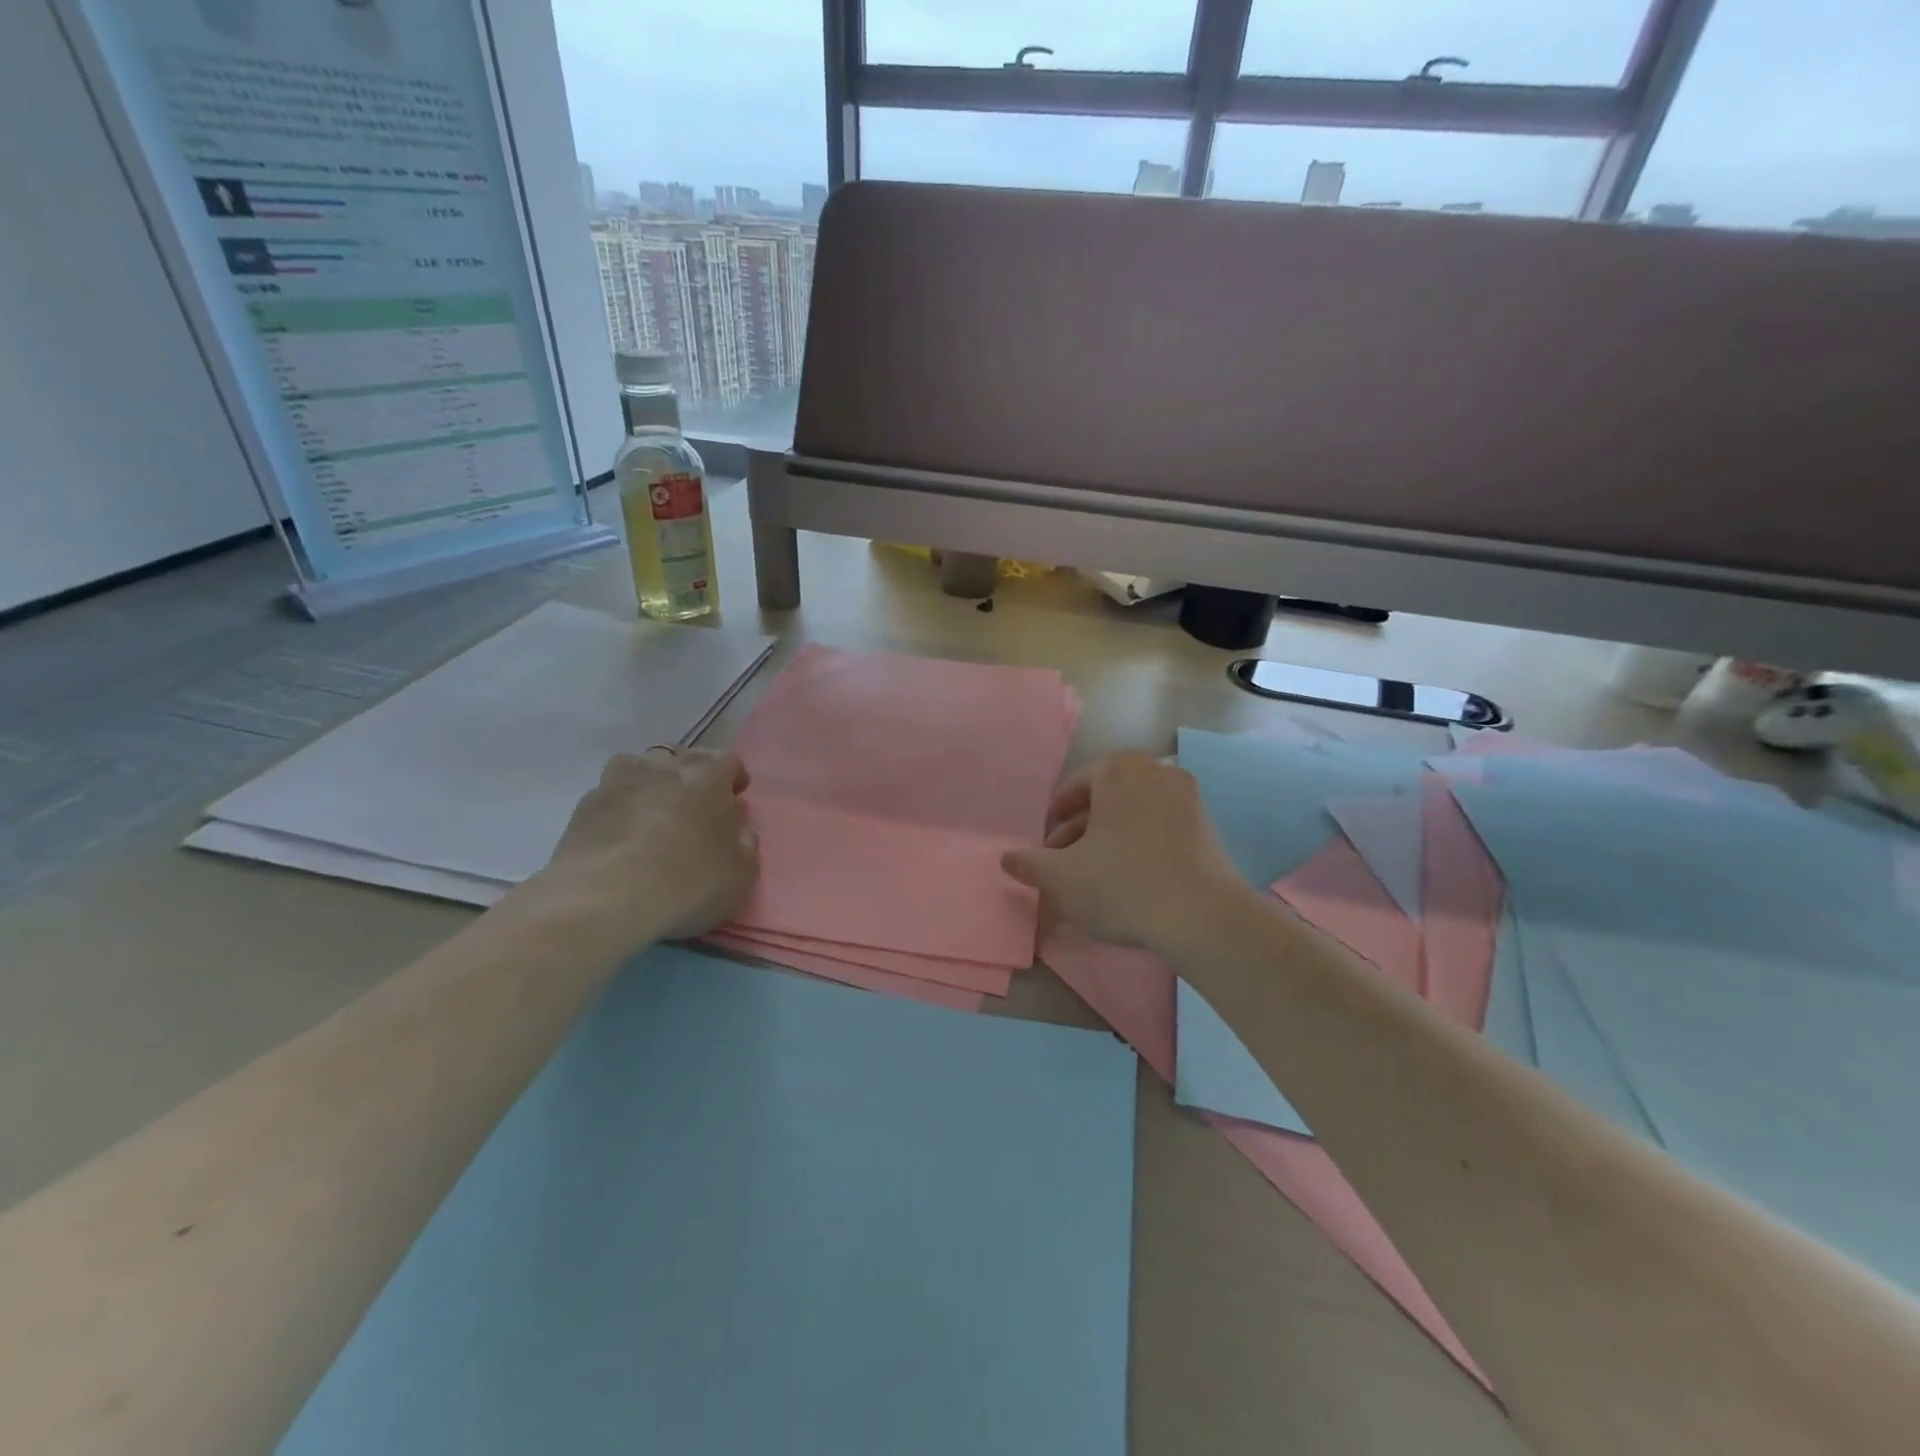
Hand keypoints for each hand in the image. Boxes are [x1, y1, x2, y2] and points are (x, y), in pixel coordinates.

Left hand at [530, 748, 758, 950]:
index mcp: (708, 777)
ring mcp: (620, 782)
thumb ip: (745, 843)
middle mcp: (665, 768)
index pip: (728, 761)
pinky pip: (611, 793)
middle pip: (684, 757)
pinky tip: (622, 833)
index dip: (733, 779)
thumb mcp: (741, 874)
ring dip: (653, 781)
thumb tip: (736, 827)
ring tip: (655, 811)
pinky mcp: (585, 805)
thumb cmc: (686, 883)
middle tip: (696, 807)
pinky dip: (621, 806)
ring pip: (642, 766)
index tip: (734, 799)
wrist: (603, 900)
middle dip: (694, 775)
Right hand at [1001, 751, 1252, 953]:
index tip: (1047, 841)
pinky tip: (1128, 883)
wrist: (1203, 918)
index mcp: (1120, 770)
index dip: (1057, 814)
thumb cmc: (1122, 884)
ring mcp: (1188, 800)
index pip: (1077, 785)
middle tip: (1063, 863)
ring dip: (1108, 842)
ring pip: (1133, 817)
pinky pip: (1160, 832)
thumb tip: (1006, 859)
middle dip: (1081, 832)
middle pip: (1106, 801)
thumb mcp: (1063, 877)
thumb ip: (1030, 864)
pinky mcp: (1208, 830)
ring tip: (1091, 879)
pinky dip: (1139, 849)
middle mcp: (1157, 773)